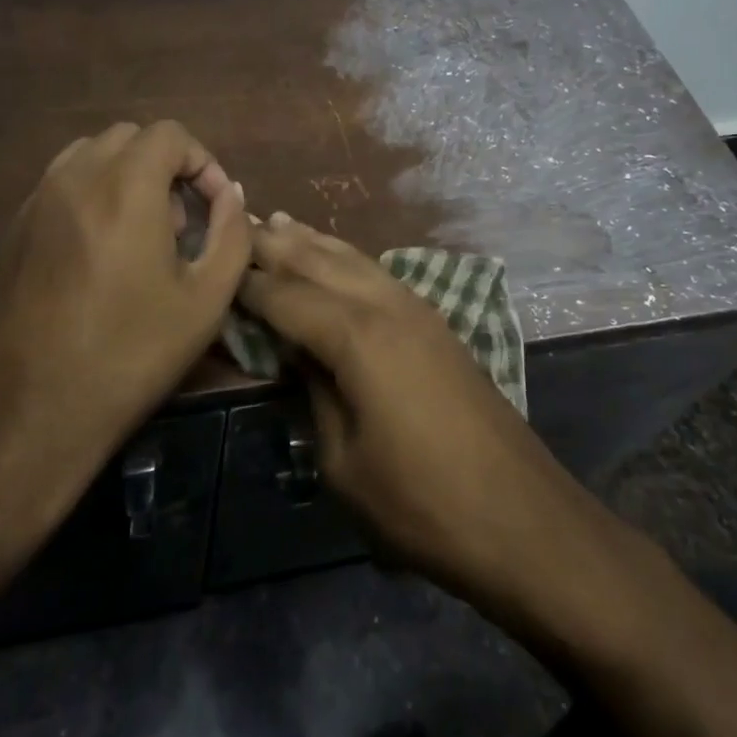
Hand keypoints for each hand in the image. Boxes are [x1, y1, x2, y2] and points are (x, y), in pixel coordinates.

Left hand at [0, 121, 249, 516]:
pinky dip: (91, 196)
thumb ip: (231, 233)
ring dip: (126, 177)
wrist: (21, 416)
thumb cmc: (127, 357)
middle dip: (165, 167)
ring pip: (90, 155)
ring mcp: (34, 202)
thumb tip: (230, 194)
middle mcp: (74, 179)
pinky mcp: (11, 230)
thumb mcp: (205, 302)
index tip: (213, 207)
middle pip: (129, 138)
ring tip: (140, 235)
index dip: (202, 162)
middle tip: (179, 223)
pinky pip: (60, 186)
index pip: (169, 134)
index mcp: (124, 188)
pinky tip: (99, 257)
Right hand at [239, 213, 603, 616]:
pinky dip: (347, 259)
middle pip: (319, 262)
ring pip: (353, 259)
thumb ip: (313, 396)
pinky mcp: (436, 324)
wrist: (521, 516)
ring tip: (279, 221)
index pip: (286, 297)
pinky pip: (378, 275)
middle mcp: (385, 306)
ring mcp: (417, 310)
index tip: (215, 268)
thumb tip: (294, 356)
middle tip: (237, 222)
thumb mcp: (343, 462)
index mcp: (356, 336)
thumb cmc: (421, 502)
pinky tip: (337, 259)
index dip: (248, 284)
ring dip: (313, 241)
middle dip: (276, 244)